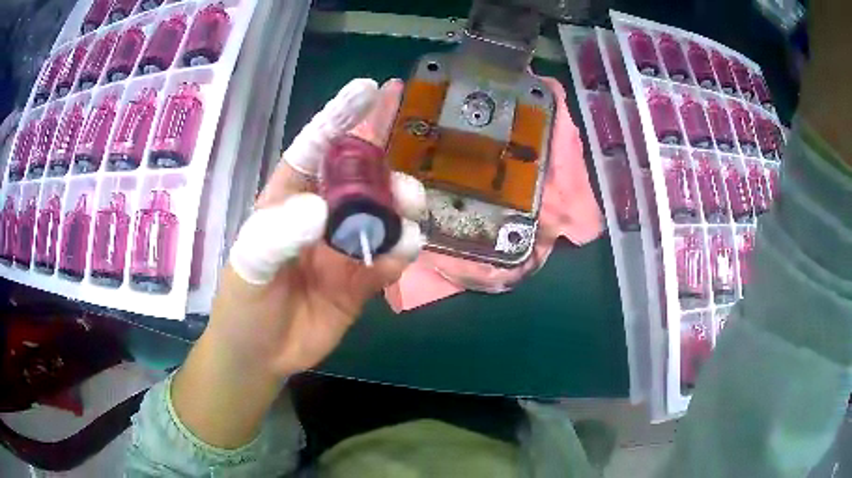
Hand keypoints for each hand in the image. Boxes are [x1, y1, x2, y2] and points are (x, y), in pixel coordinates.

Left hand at [172, 79, 423, 447]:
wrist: (261, 356)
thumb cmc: (243, 305)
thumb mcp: (249, 266)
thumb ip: (277, 235)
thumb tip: (321, 209)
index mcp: (287, 198)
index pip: (317, 147)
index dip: (342, 117)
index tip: (370, 90)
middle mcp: (320, 214)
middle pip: (361, 179)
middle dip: (386, 175)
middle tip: (405, 190)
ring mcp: (343, 246)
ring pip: (383, 216)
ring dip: (401, 214)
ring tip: (407, 222)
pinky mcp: (362, 278)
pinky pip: (389, 257)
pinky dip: (400, 253)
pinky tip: (400, 255)